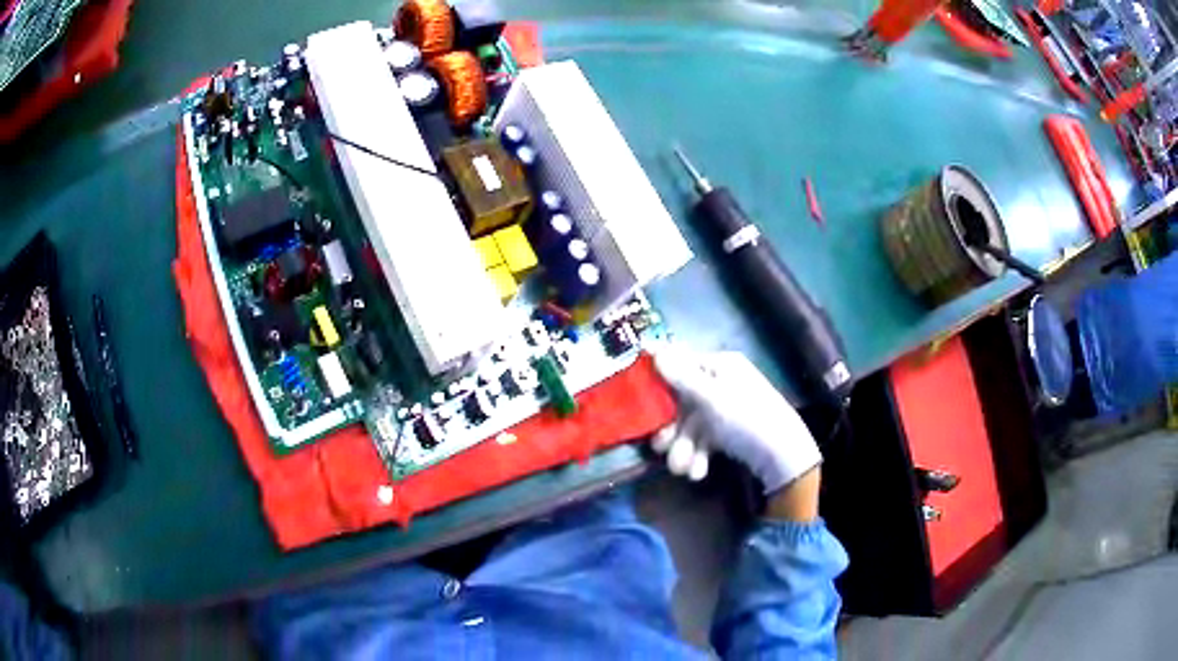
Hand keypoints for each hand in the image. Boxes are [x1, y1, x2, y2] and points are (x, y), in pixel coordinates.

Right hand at [650, 346, 821, 495]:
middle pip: (682, 401)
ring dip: (683, 449)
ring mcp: (726, 409)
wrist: (783, 456)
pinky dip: (698, 456)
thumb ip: (680, 376)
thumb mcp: (711, 397)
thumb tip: (652, 348)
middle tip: (660, 447)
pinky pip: (705, 440)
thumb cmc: (746, 418)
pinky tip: (698, 472)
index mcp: (720, 366)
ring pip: (691, 426)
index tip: (638, 398)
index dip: (659, 381)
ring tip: (682, 469)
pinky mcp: (729, 433)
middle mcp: (722, 383)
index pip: (681, 364)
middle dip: (671, 429)